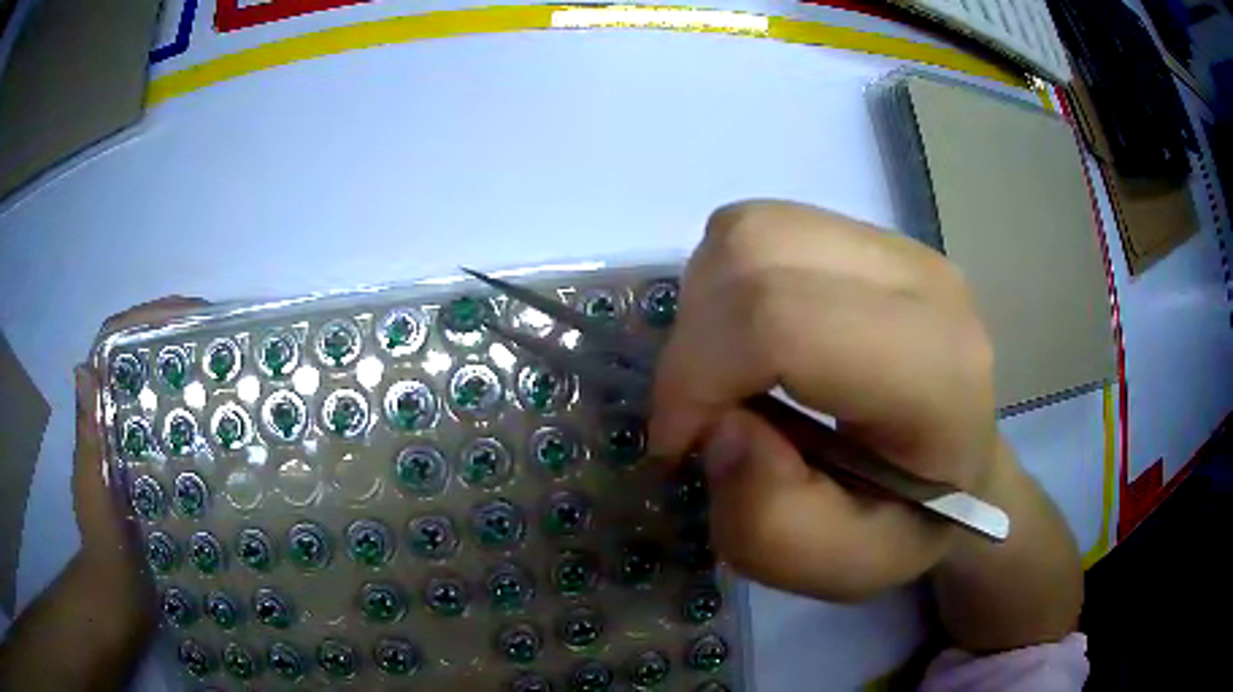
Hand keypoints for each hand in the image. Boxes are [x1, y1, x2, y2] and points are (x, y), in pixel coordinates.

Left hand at [74, 296, 208, 575]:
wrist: (121, 591)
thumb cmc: (103, 537)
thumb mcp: (92, 486)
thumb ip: (89, 435)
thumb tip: (83, 366)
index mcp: (99, 415)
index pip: (115, 346)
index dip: (145, 319)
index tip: (185, 313)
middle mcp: (117, 420)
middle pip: (143, 361)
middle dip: (175, 339)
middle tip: (216, 339)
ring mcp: (138, 445)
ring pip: (160, 394)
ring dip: (188, 376)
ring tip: (224, 375)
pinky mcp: (156, 471)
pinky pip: (173, 432)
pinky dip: (193, 420)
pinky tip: (219, 429)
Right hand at [650, 201, 996, 601]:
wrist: (965, 469)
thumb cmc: (912, 526)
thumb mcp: (843, 568)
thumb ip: (772, 527)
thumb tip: (722, 427)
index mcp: (936, 373)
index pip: (783, 321)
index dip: (698, 375)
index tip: (680, 442)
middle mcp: (923, 284)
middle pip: (757, 253)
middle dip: (693, 339)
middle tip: (699, 412)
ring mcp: (900, 249)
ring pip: (753, 229)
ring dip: (707, 306)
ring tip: (725, 375)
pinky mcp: (873, 238)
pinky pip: (766, 229)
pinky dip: (728, 282)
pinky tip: (751, 340)